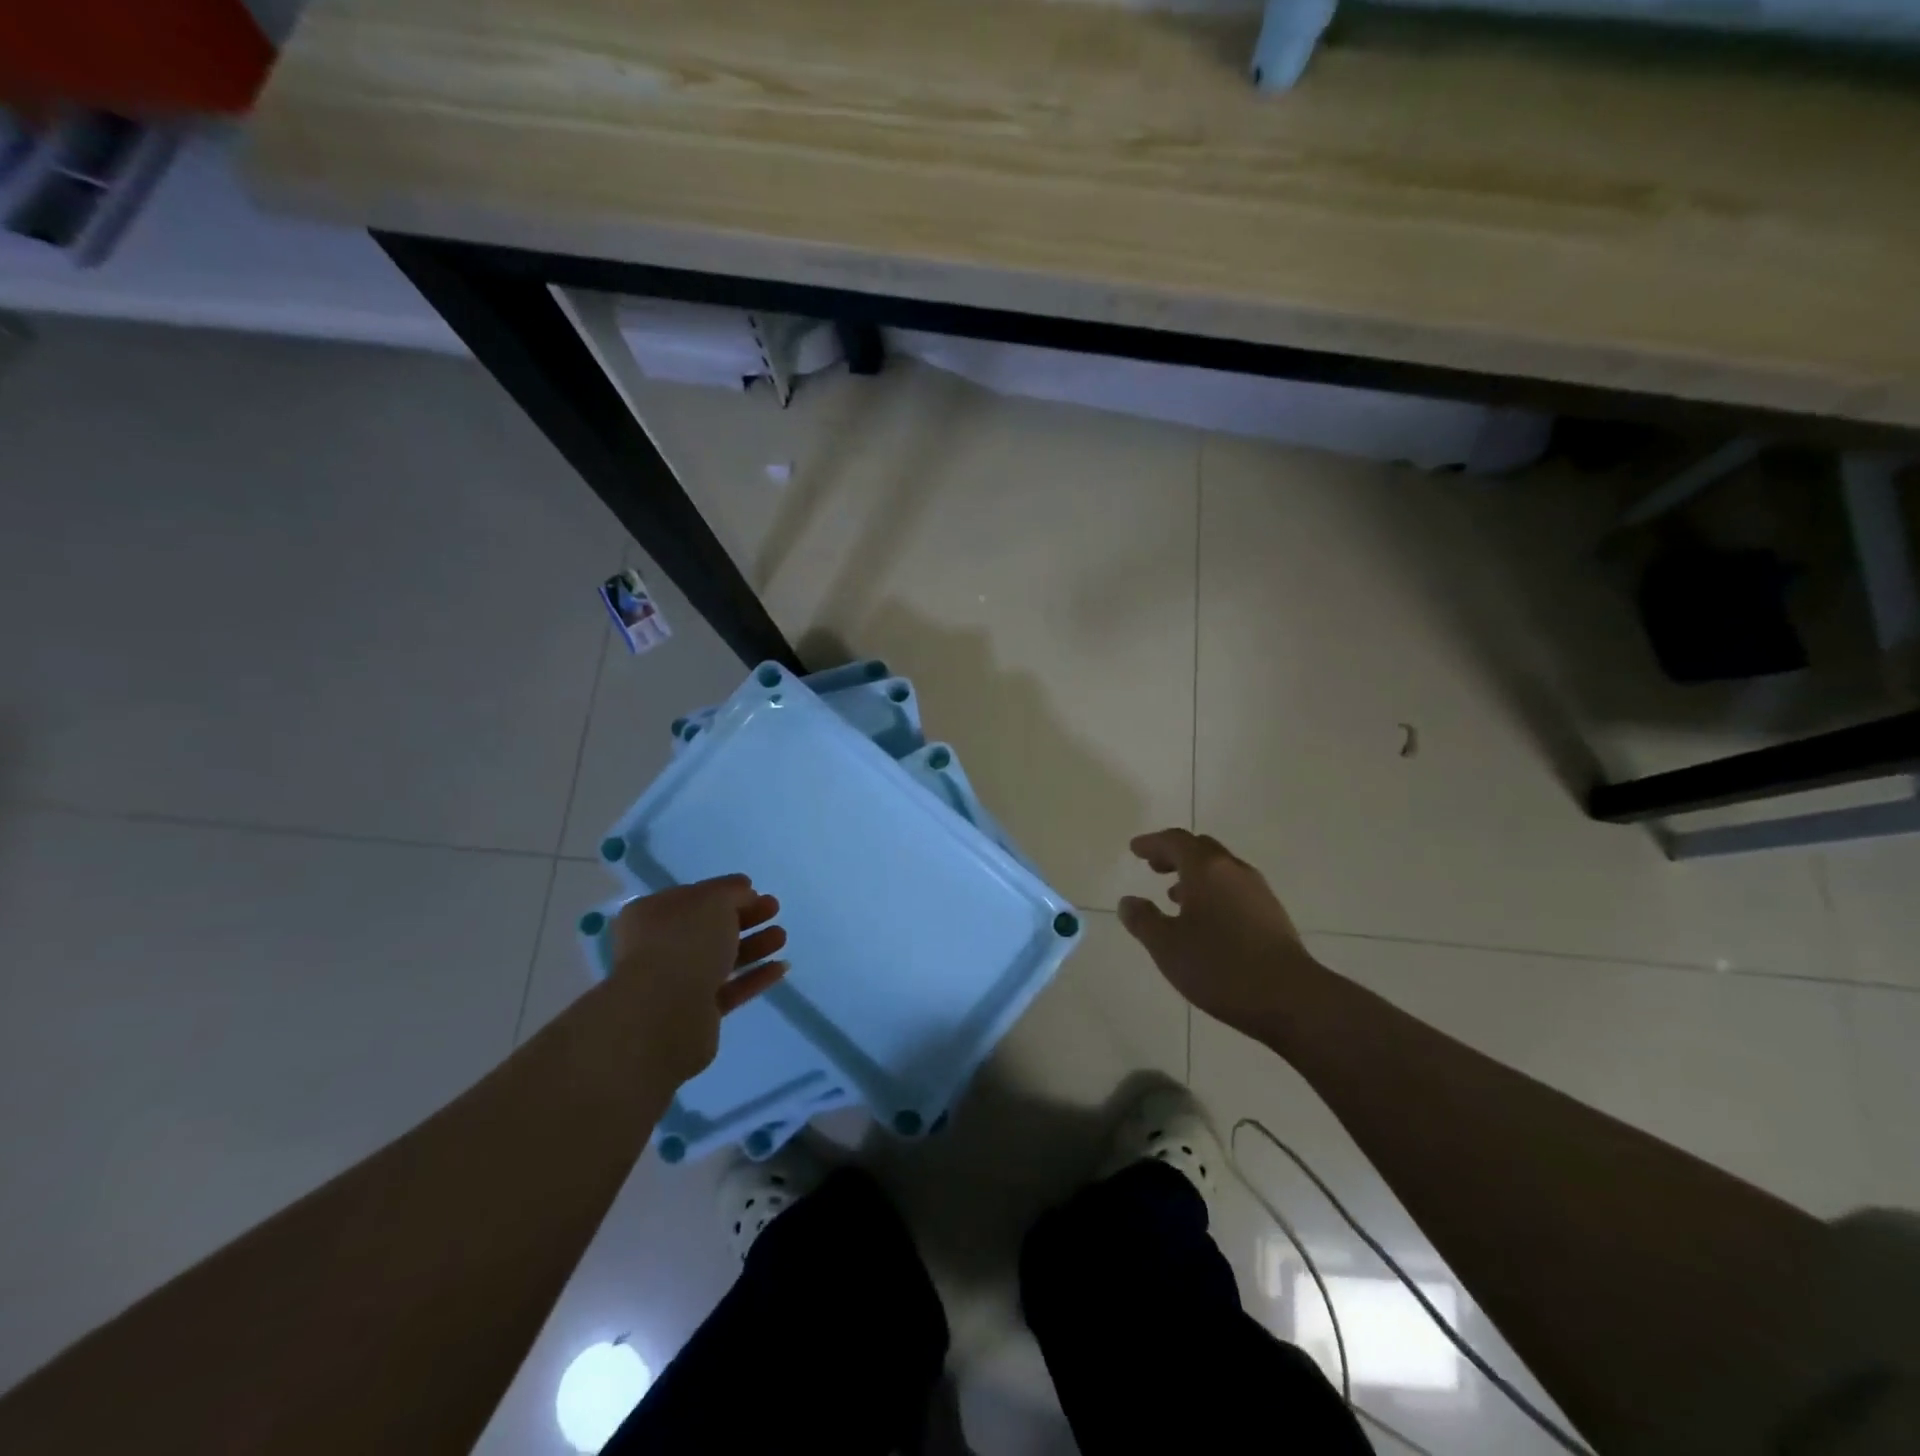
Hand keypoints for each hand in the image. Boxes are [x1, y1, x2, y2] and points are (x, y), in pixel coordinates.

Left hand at [610, 877, 787, 1086]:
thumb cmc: (684, 942)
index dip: (726, 893)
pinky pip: (728, 990)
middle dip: (745, 918)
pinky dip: (753, 978)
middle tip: (774, 909)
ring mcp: (673, 983)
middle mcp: (656, 947)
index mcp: (651, 914)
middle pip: (708, 928)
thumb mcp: (714, 900)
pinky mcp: (692, 1014)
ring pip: (719, 959)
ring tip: (782, 938)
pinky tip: (781, 968)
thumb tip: (744, 893)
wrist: (664, 1013)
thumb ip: (732, 892)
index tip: (757, 892)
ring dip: (753, 946)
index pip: (692, 897)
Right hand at [1118, 829, 1315, 1037]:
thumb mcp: (1167, 946)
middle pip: (1201, 849)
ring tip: (1175, 896)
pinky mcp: (1272, 915)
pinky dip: (1213, 892)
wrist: (1291, 998)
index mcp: (1206, 869)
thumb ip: (1143, 920)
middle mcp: (1234, 871)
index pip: (1175, 841)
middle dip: (1175, 854)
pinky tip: (1206, 920)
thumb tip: (1129, 901)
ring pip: (1220, 870)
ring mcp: (1258, 891)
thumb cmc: (1220, 966)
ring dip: (1195, 875)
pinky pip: (1234, 889)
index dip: (1152, 843)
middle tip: (1154, 866)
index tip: (1134, 850)